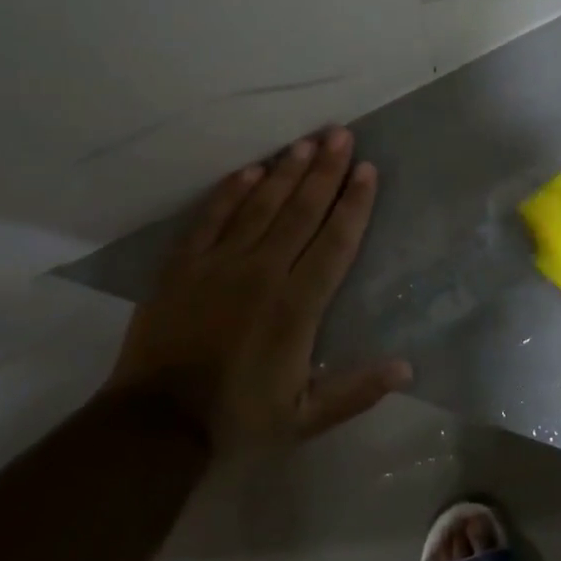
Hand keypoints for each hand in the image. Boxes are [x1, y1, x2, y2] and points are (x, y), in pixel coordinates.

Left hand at [108, 127, 410, 454]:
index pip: (334, 242)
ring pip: (259, 206)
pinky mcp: (183, 266)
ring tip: (306, 142)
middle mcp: (262, 273)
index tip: (368, 170)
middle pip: (301, 211)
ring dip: (285, 172)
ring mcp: (218, 265)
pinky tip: (249, 170)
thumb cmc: (237, 420)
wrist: (154, 426)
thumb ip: (356, 391)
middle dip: (325, 171)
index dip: (354, 203)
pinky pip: (211, 218)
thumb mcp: (306, 419)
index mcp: (297, 306)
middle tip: (342, 134)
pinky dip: (231, 192)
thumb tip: (406, 367)